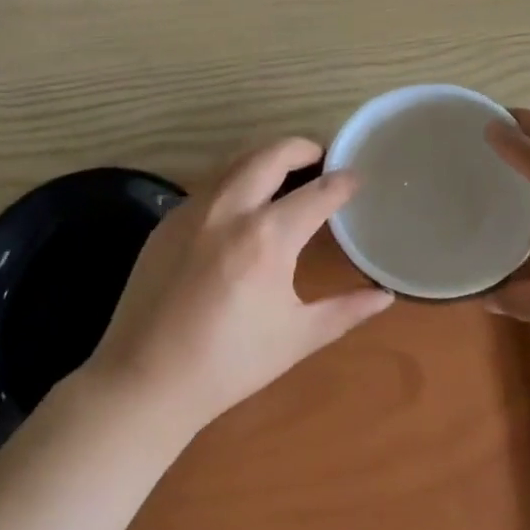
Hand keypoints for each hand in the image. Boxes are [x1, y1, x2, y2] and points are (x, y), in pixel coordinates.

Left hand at [85, 137, 393, 435]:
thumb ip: (346, 310)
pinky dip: (236, 179)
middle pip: (273, 154)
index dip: (344, 181)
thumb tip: (385, 296)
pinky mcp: (169, 219)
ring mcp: (194, 209)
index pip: (318, 192)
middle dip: (303, 148)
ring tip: (287, 173)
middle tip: (322, 158)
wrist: (144, 381)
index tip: (358, 176)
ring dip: (268, 158)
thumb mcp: (296, 338)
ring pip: (237, 161)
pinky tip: (243, 204)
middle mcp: (230, 209)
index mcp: (268, 237)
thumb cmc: (229, 364)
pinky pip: (211, 184)